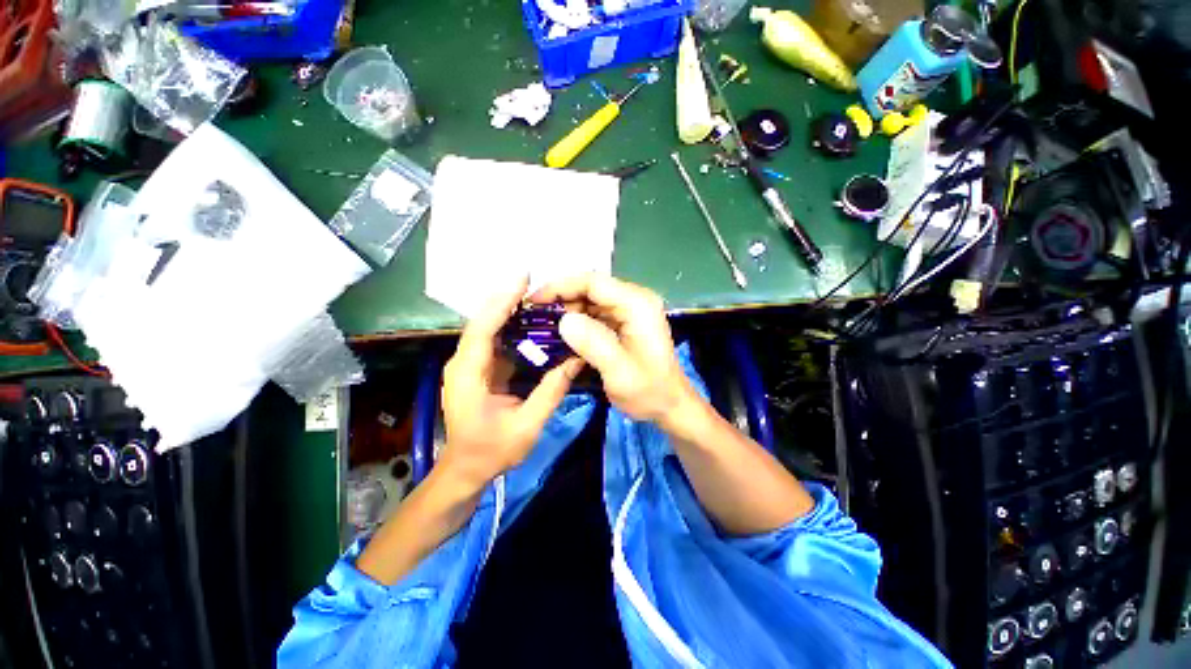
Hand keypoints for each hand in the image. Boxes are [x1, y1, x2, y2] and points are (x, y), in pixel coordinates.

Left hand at [438, 277, 583, 490]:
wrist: (466, 470)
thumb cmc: (492, 451)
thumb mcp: (527, 425)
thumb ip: (551, 391)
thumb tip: (577, 360)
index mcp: (468, 374)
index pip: (483, 329)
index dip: (502, 301)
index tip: (522, 279)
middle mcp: (463, 363)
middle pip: (484, 322)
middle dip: (508, 300)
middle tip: (537, 285)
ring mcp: (468, 365)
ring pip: (488, 329)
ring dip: (510, 312)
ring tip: (538, 299)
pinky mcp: (478, 369)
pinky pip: (494, 341)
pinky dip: (511, 328)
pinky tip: (531, 324)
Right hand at [532, 274, 696, 428]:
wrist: (670, 406)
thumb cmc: (649, 391)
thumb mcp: (619, 372)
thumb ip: (593, 343)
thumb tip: (564, 319)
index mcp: (637, 304)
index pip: (593, 282)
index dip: (560, 286)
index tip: (534, 301)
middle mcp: (635, 300)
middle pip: (591, 288)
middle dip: (562, 300)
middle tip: (536, 319)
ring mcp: (631, 310)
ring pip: (591, 300)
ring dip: (568, 311)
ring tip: (544, 327)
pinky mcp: (626, 321)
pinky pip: (596, 314)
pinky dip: (578, 321)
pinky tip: (563, 334)